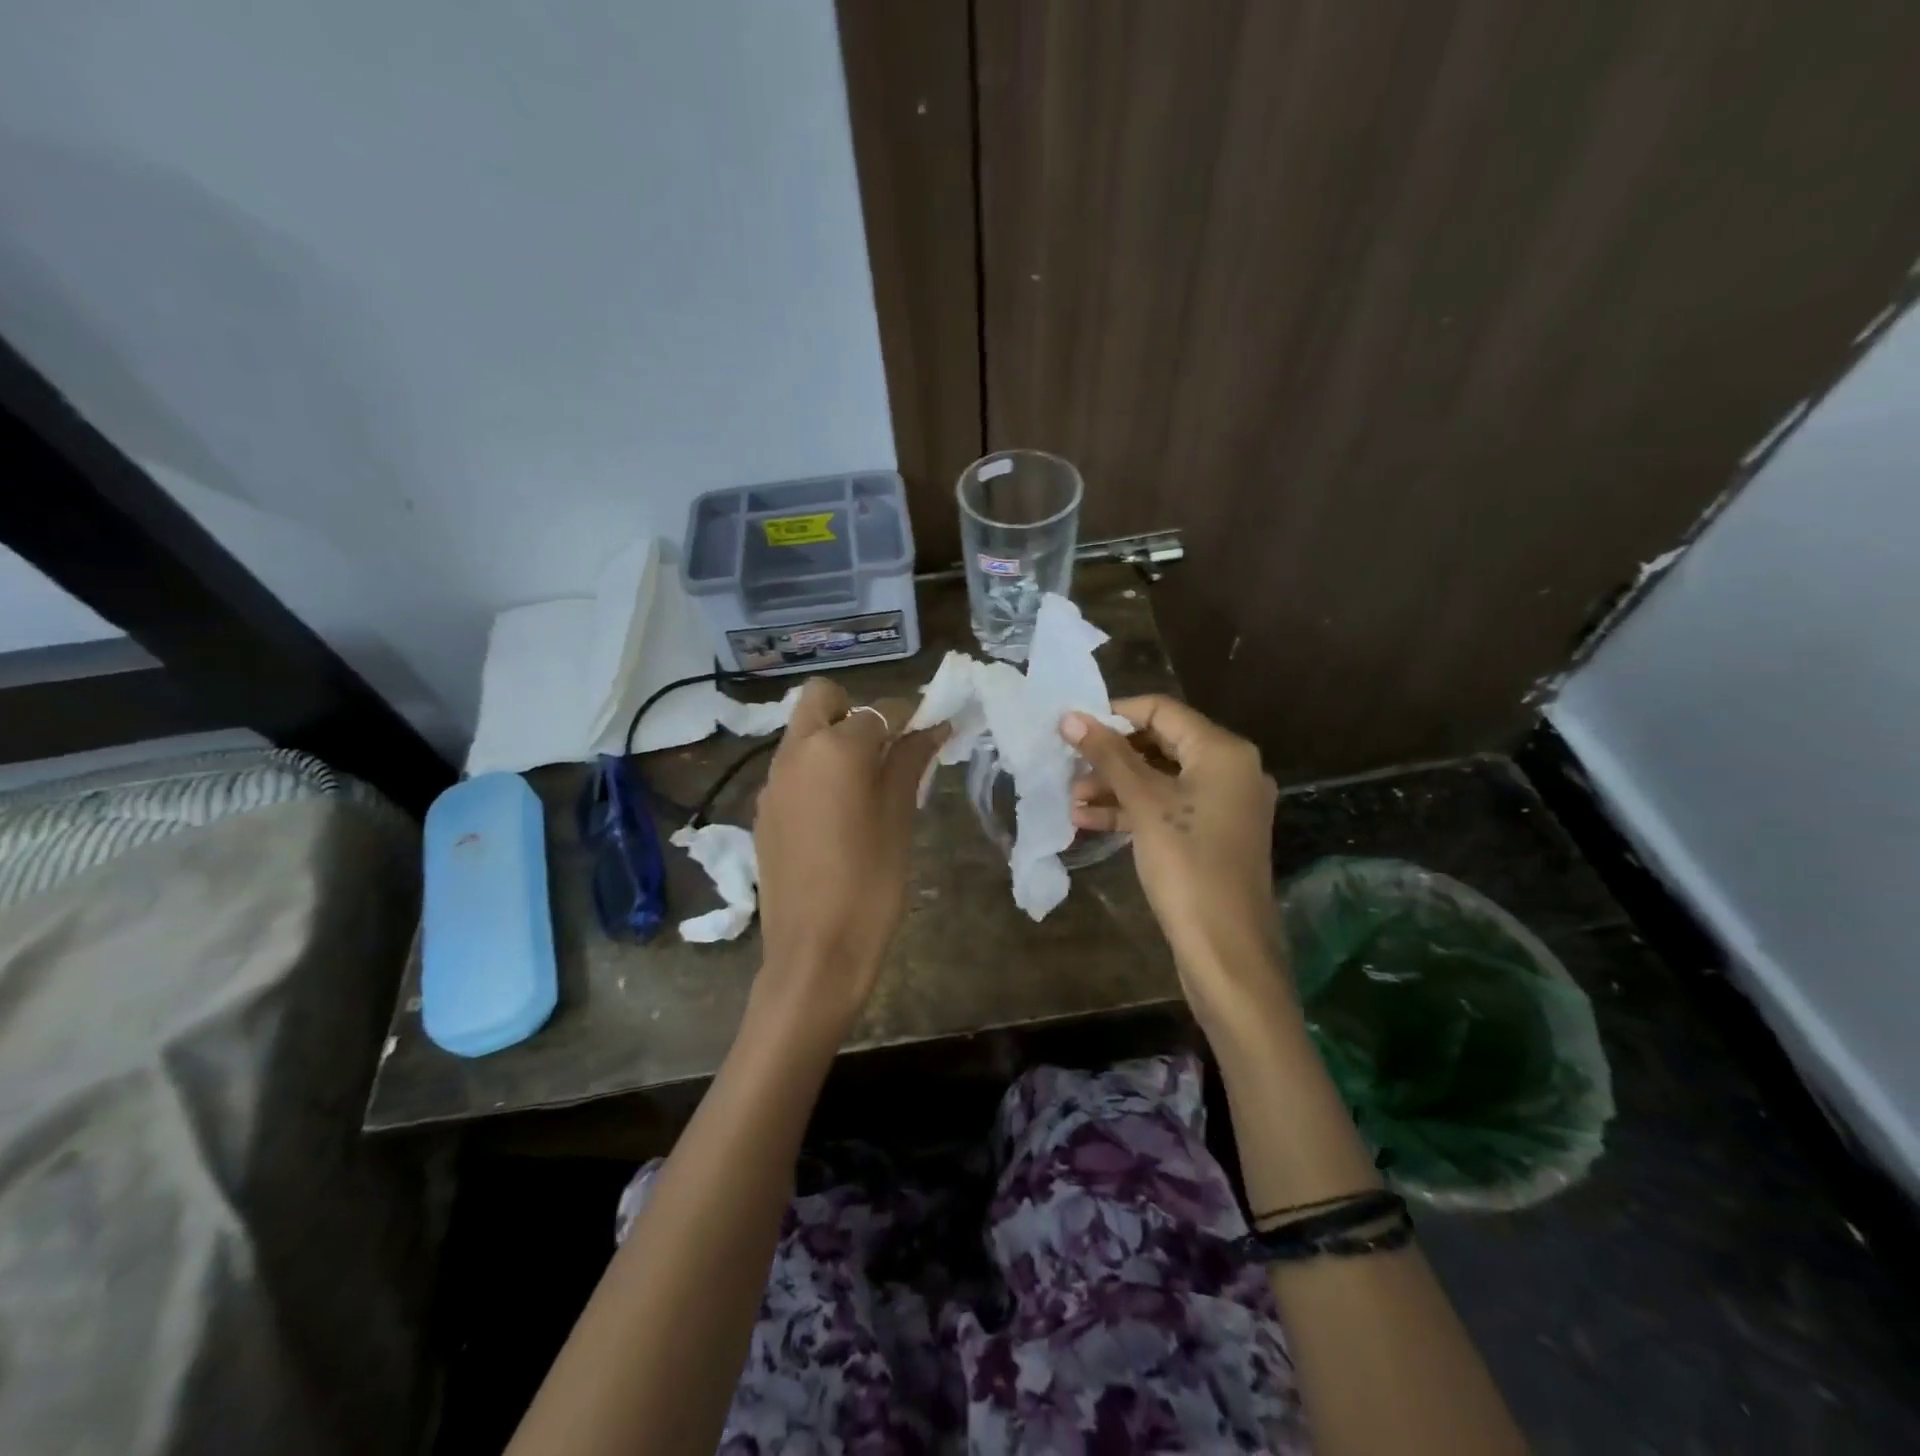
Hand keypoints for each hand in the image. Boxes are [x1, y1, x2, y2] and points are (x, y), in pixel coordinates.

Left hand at [754, 678, 945, 1030]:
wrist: (814, 952)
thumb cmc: (870, 884)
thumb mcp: (899, 818)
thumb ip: (910, 762)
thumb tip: (931, 725)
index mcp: (834, 748)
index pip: (880, 710)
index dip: (910, 716)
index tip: (932, 731)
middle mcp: (794, 752)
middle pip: (822, 698)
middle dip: (856, 711)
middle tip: (886, 751)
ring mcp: (772, 781)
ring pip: (803, 733)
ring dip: (834, 740)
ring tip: (867, 786)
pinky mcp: (763, 811)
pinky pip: (792, 769)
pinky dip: (816, 771)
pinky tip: (838, 815)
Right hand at [1063, 696, 1283, 1024]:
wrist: (1227, 952)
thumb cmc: (1188, 866)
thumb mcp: (1144, 804)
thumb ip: (1108, 756)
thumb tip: (1069, 717)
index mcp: (1223, 752)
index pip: (1162, 710)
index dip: (1114, 715)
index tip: (1072, 728)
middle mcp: (1230, 771)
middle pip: (1160, 745)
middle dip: (1110, 757)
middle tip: (1068, 768)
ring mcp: (1223, 806)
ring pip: (1160, 780)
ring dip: (1115, 787)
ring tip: (1071, 801)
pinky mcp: (1211, 837)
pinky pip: (1167, 810)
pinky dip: (1132, 812)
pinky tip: (1089, 822)